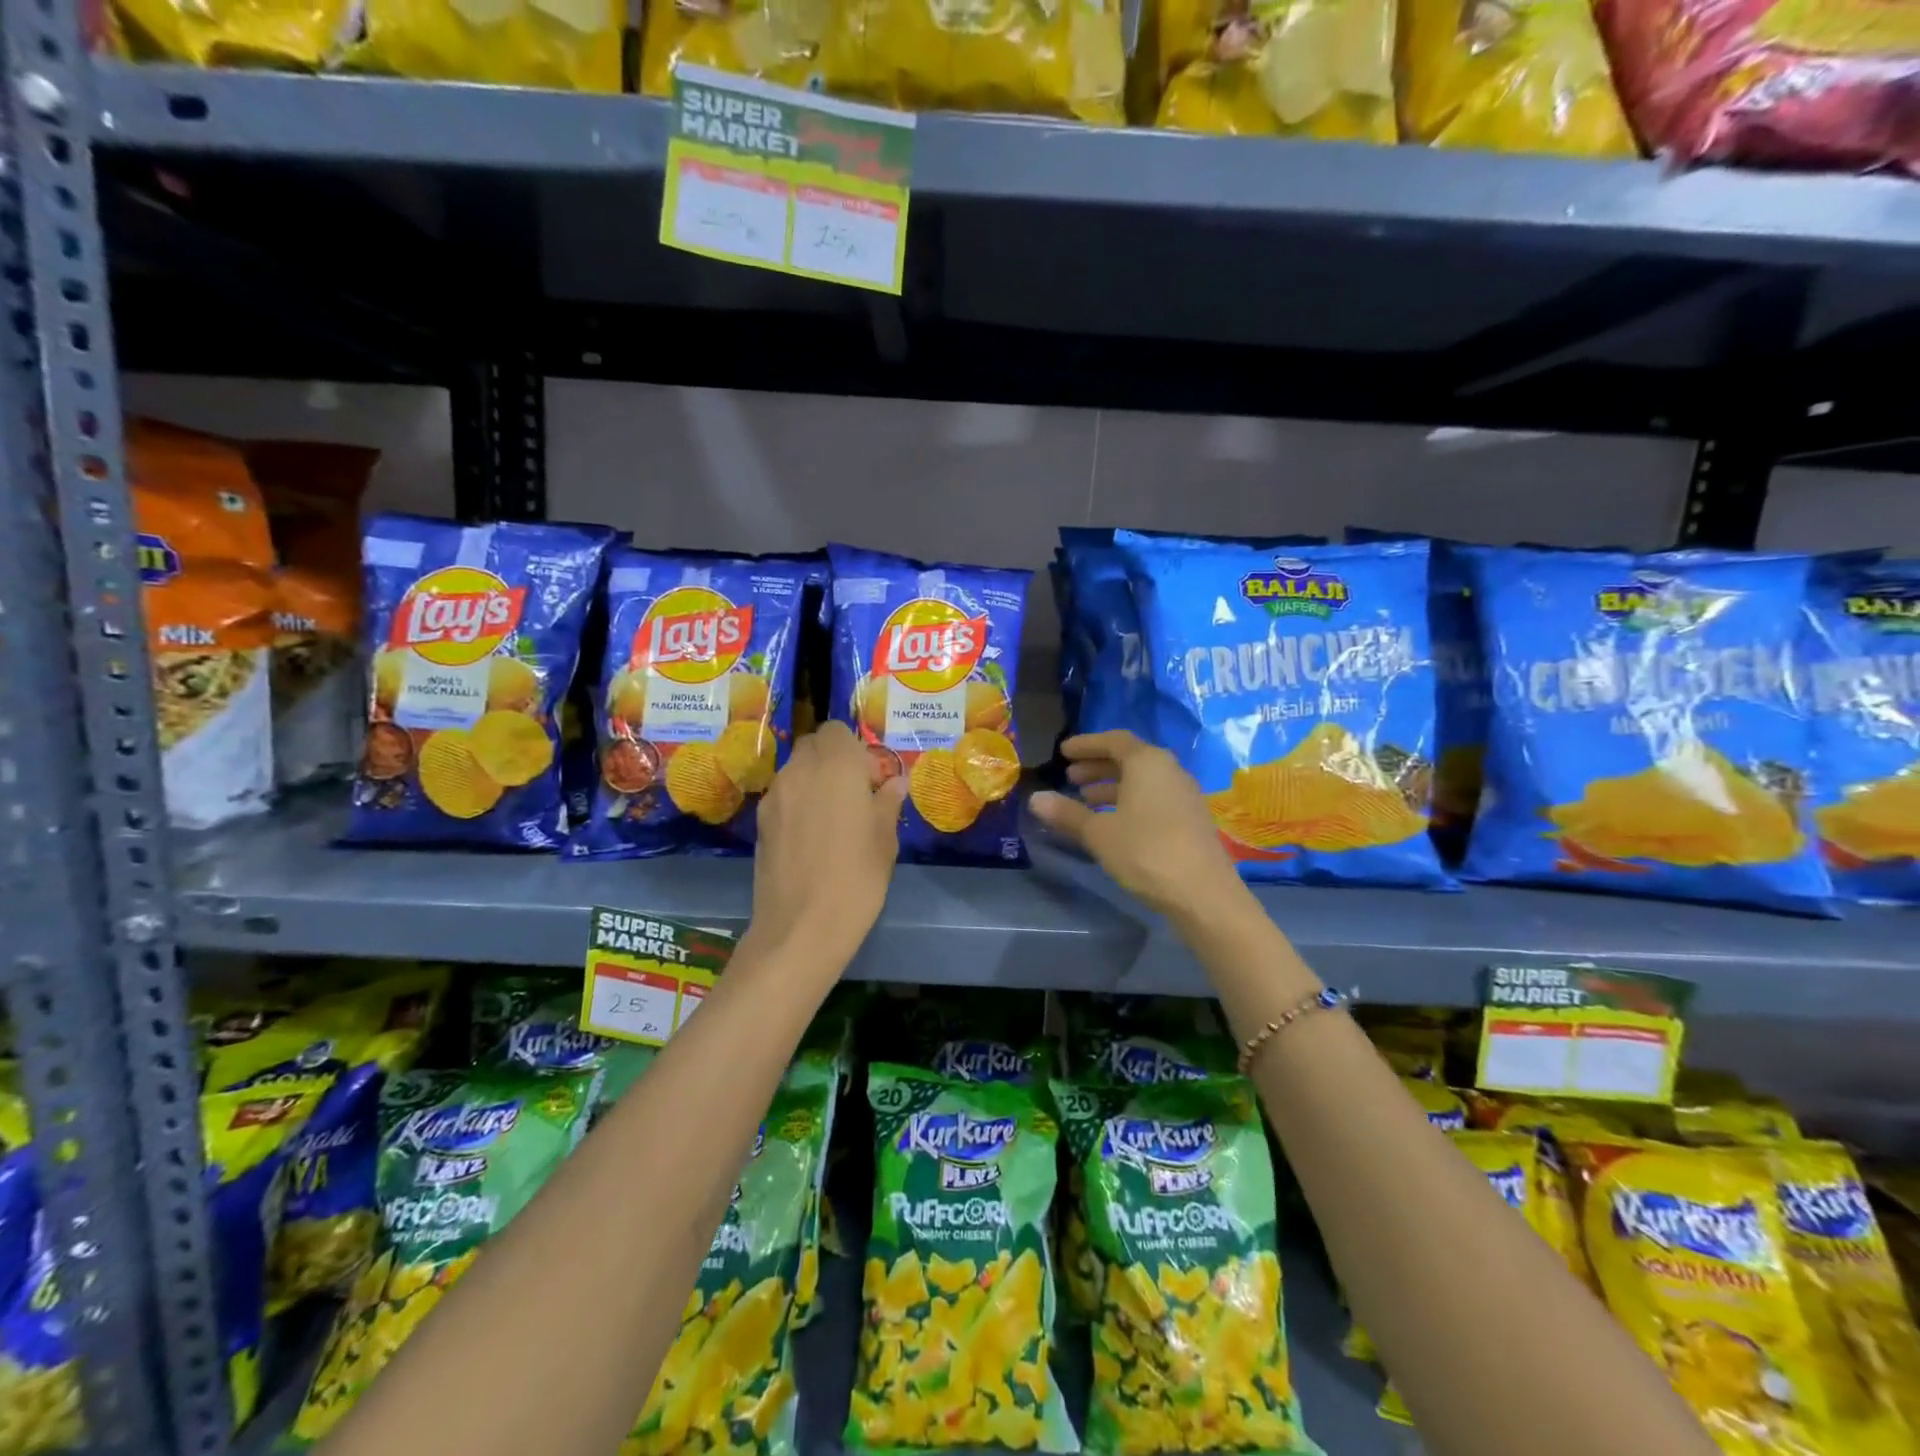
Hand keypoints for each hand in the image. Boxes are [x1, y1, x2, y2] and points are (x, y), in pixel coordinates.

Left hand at [747, 722, 906, 975]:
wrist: (801, 927)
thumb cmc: (856, 878)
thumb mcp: (885, 840)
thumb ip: (887, 803)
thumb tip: (894, 783)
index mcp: (837, 765)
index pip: (838, 730)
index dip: (855, 749)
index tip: (871, 781)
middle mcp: (800, 770)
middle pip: (814, 745)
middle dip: (834, 760)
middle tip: (855, 795)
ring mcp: (775, 795)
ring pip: (796, 770)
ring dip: (815, 781)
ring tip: (834, 819)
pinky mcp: (761, 822)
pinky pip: (784, 796)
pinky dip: (798, 803)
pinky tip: (812, 838)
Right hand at [1030, 731, 1248, 923]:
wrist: (1202, 893)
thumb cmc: (1145, 852)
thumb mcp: (1098, 833)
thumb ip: (1067, 813)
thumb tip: (1035, 798)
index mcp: (1147, 762)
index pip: (1113, 740)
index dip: (1086, 744)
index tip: (1063, 752)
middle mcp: (1169, 770)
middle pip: (1129, 758)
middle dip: (1097, 765)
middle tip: (1070, 777)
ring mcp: (1184, 794)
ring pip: (1142, 779)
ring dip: (1112, 785)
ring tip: (1086, 799)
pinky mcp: (1190, 817)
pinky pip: (1154, 796)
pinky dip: (1130, 800)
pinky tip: (1114, 822)